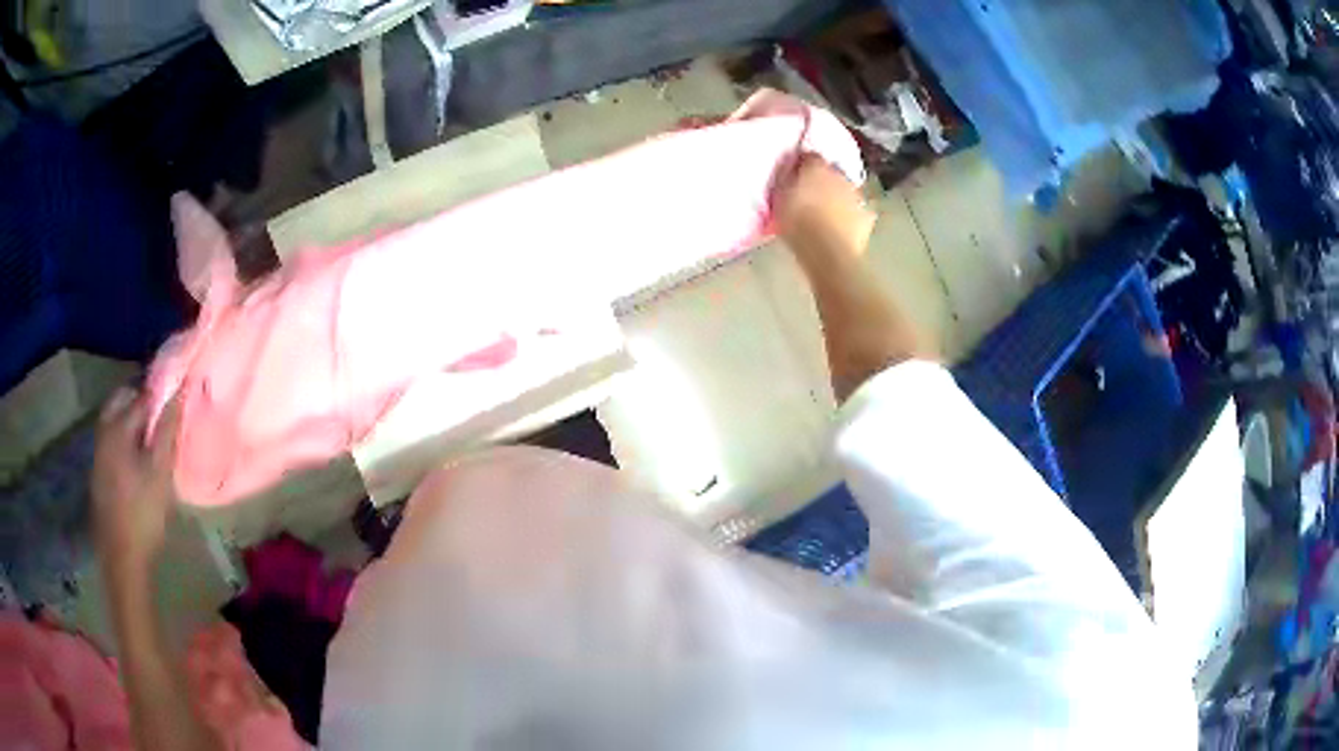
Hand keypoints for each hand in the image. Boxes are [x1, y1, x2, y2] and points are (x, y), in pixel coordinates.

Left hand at [92, 387, 181, 576]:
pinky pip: (111, 441)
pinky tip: (136, 460)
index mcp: (118, 427)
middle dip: (141, 403)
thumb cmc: (144, 513)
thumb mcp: (161, 473)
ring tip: (151, 439)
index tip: (176, 399)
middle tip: (162, 418)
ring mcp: (98, 453)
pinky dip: (124, 439)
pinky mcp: (98, 472)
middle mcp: (104, 432)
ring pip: (114, 420)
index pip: (142, 395)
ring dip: (131, 421)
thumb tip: (179, 392)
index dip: (160, 394)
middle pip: (122, 401)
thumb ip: (167, 430)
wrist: (123, 558)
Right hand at [773, 154, 875, 266]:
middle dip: (823, 181)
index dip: (801, 165)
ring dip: (839, 198)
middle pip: (831, 172)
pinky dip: (852, 216)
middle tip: (811, 195)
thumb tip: (789, 172)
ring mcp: (857, 196)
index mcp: (816, 166)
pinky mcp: (867, 217)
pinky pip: (859, 212)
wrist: (829, 251)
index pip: (808, 156)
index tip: (794, 175)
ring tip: (827, 213)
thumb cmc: (797, 224)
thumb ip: (786, 181)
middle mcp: (840, 175)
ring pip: (847, 191)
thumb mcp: (780, 199)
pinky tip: (843, 227)